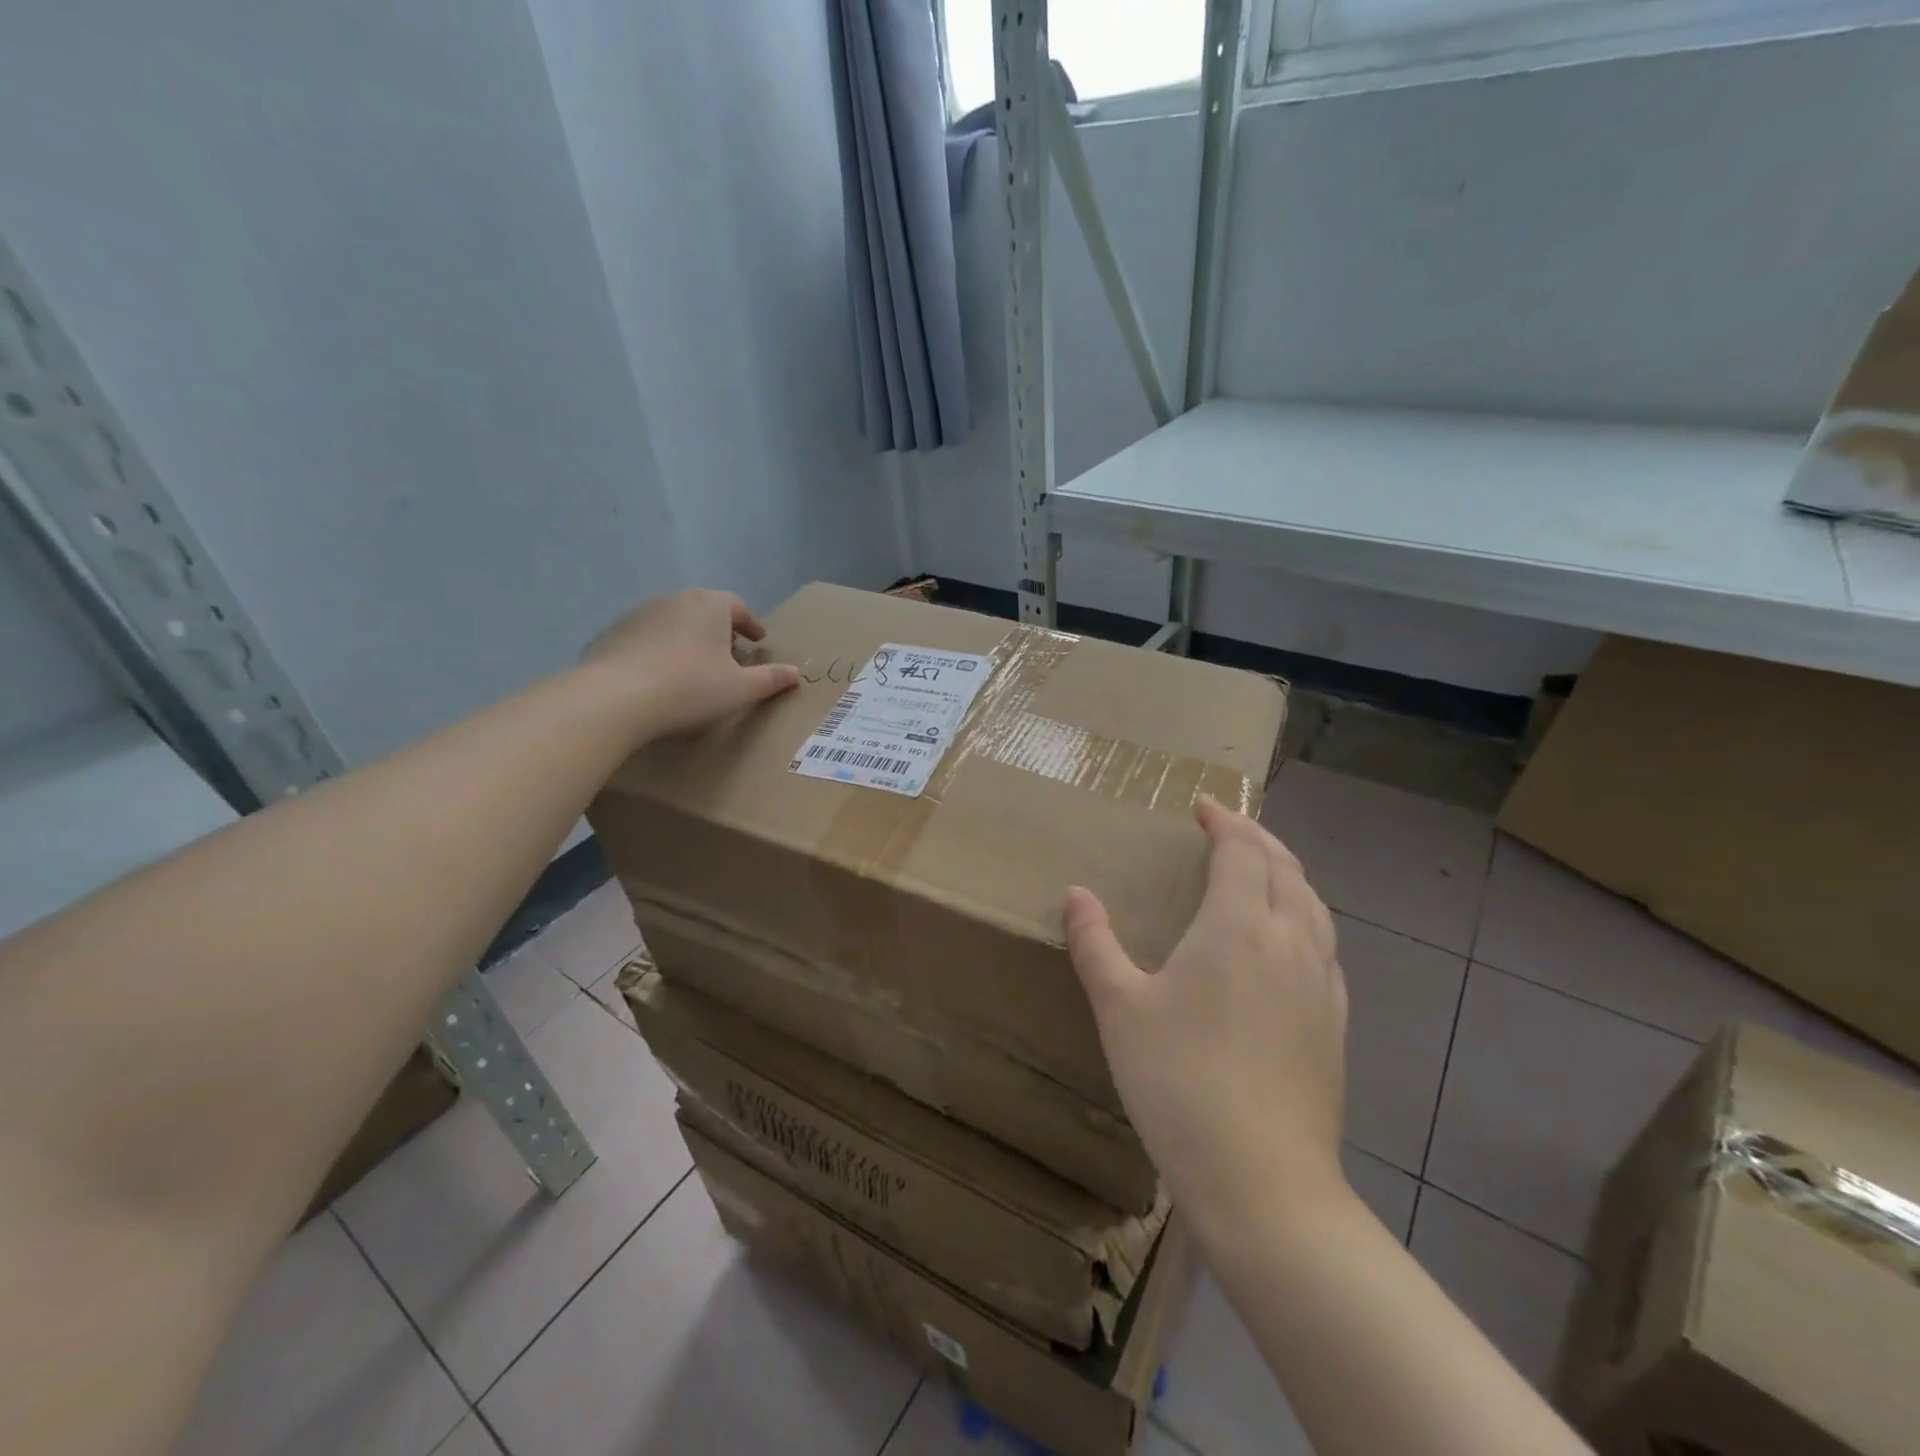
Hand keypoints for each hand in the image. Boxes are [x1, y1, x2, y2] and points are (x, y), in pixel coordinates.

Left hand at [581, 589, 800, 737]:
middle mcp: (675, 600)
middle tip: (728, 653)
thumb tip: (795, 673)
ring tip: (693, 666)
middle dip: (719, 629)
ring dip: (687, 638)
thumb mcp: (740, 689)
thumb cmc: (691, 688)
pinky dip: (658, 650)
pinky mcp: (612, 633)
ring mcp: (639, 614)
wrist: (616, 698)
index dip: (750, 623)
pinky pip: (645, 638)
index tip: (757, 640)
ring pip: (673, 621)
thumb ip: (770, 679)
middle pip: (704, 609)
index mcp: (710, 605)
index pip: (737, 606)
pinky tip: (659, 677)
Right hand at [1065, 798, 1348, 1233]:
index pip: (1241, 852)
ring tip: (1263, 869)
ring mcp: (1321, 984)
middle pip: (1285, 868)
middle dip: (1257, 838)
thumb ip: (1095, 944)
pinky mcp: (1335, 1023)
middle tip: (1229, 828)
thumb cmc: (1180, 1082)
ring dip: (1288, 873)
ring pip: (1314, 905)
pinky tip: (1291, 941)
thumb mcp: (1120, 1009)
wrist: (1263, 1182)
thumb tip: (1075, 894)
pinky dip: (1307, 917)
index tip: (1204, 807)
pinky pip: (1325, 945)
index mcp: (1238, 927)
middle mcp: (1289, 941)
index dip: (1225, 823)